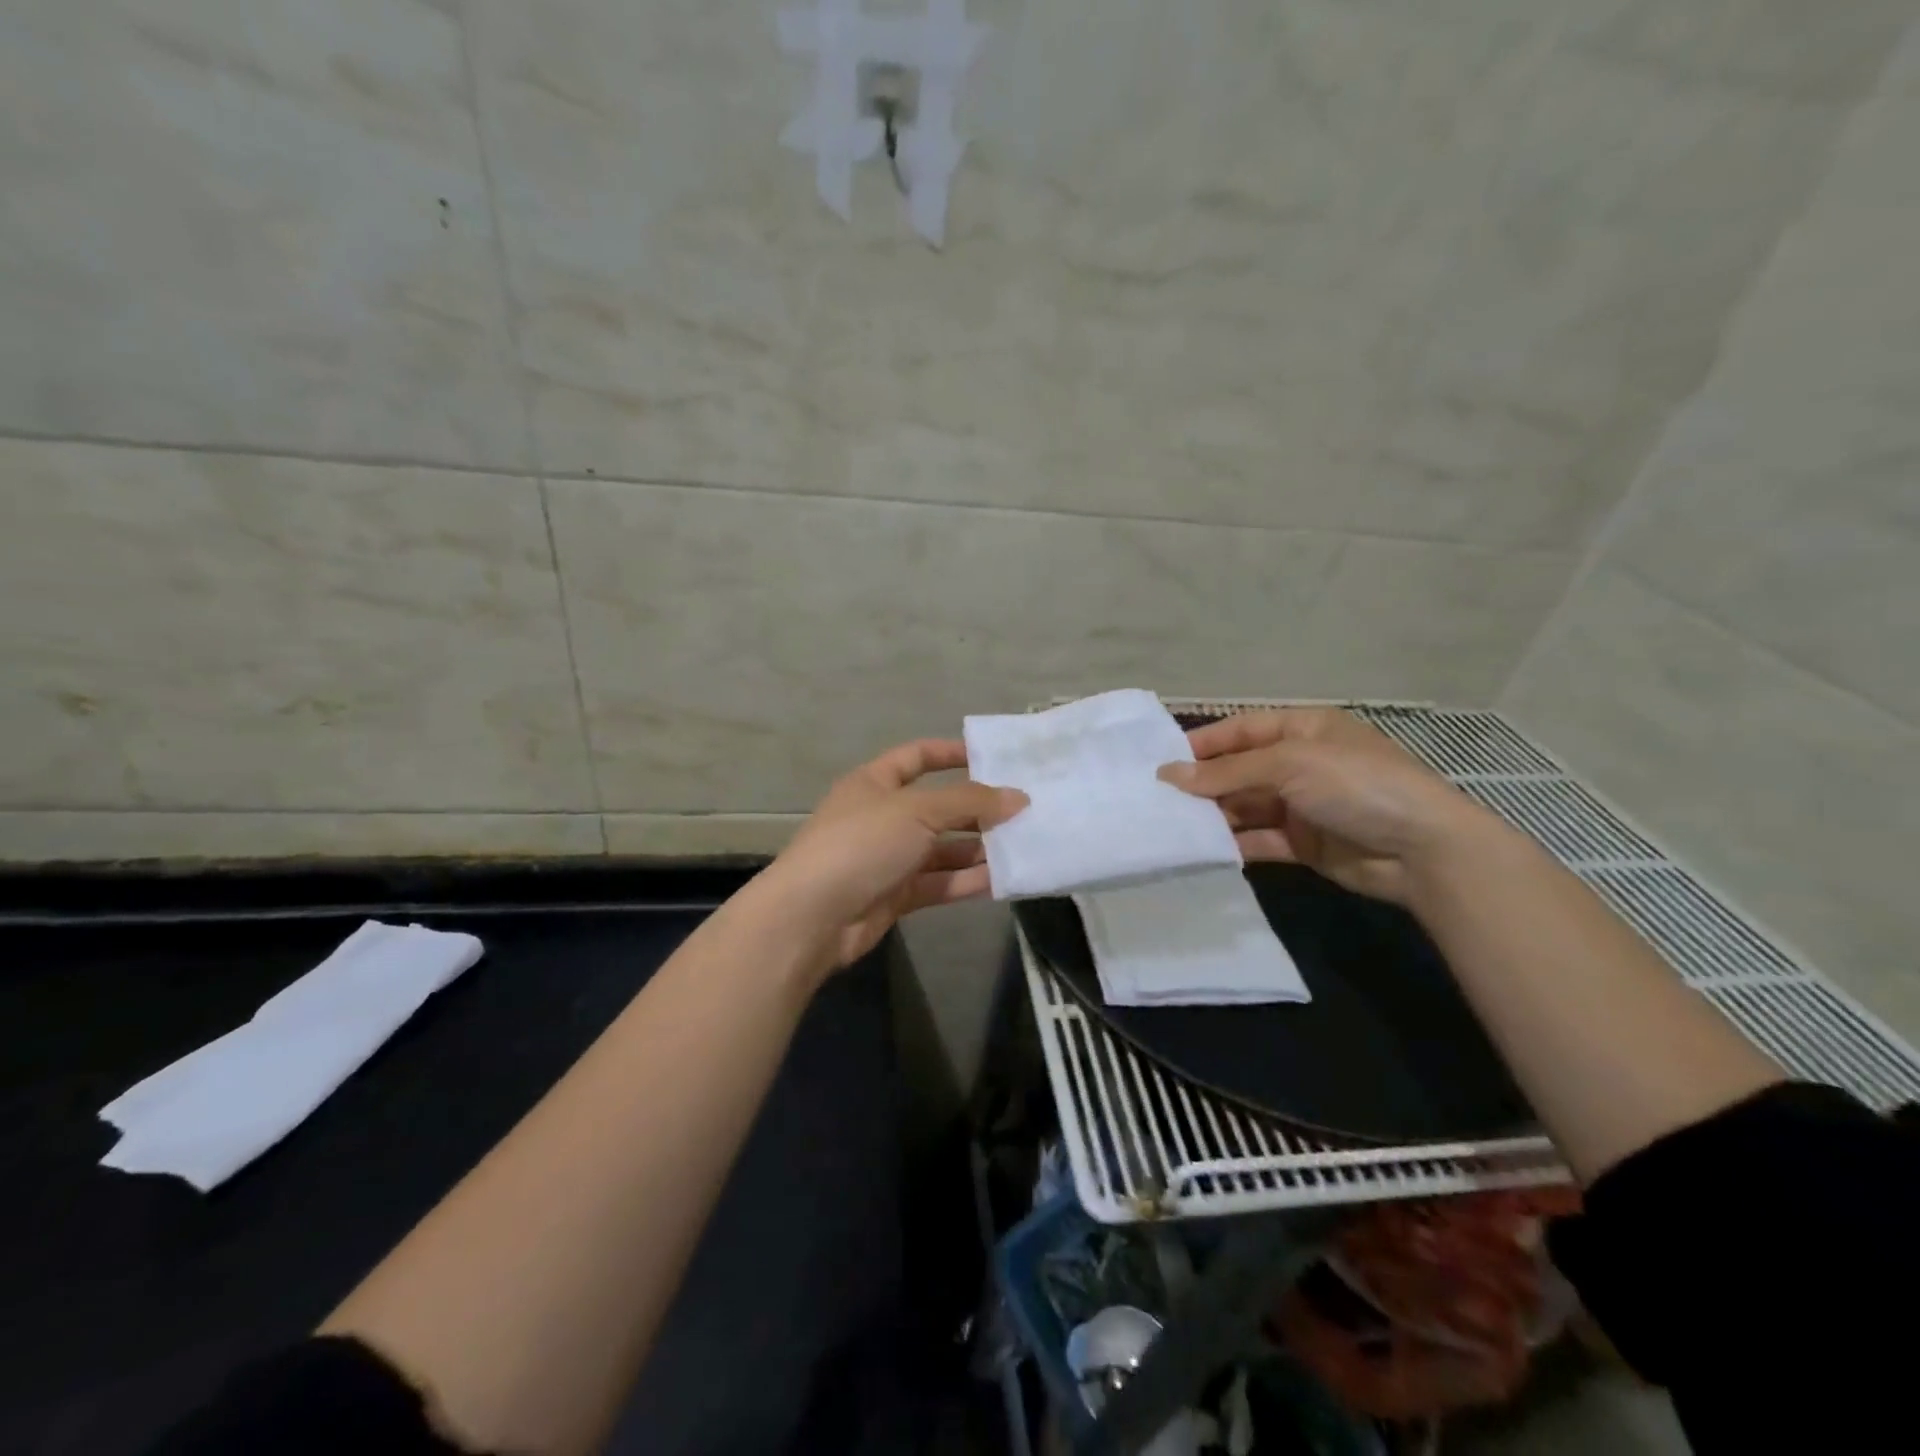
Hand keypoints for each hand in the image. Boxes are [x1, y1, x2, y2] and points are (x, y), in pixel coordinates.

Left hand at [758, 739, 1026, 971]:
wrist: (813, 917)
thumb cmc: (862, 844)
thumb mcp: (917, 811)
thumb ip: (970, 802)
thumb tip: (1019, 797)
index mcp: (875, 783)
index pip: (917, 757)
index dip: (952, 754)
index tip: (994, 759)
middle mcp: (882, 817)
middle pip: (937, 807)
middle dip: (977, 809)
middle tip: (1024, 810)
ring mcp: (889, 858)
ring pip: (942, 848)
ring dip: (979, 848)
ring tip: (1024, 845)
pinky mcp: (896, 895)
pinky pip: (940, 883)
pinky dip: (968, 880)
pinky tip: (1004, 879)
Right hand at [1158, 708, 1496, 904]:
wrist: (1422, 851)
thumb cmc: (1356, 785)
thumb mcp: (1289, 765)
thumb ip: (1227, 773)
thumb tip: (1168, 774)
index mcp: (1302, 730)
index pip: (1241, 730)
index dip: (1203, 744)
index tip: (1161, 763)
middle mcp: (1300, 763)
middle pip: (1239, 770)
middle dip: (1202, 784)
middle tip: (1157, 800)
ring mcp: (1302, 805)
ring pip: (1245, 806)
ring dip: (1214, 815)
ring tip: (1171, 826)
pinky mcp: (1303, 843)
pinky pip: (1259, 839)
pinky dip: (1234, 844)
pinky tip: (1203, 851)